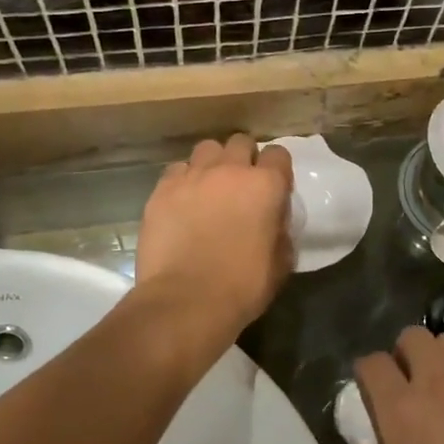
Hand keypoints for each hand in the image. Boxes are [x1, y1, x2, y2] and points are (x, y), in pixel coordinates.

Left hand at [137, 134, 294, 335]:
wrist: (186, 301)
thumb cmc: (242, 287)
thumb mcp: (281, 263)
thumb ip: (281, 232)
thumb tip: (274, 223)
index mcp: (266, 186)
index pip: (278, 154)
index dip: (276, 170)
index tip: (273, 189)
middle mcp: (230, 170)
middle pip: (240, 142)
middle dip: (244, 159)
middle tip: (240, 186)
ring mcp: (193, 176)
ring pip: (206, 149)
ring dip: (212, 164)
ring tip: (209, 188)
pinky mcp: (162, 189)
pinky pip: (177, 170)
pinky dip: (183, 180)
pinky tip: (182, 202)